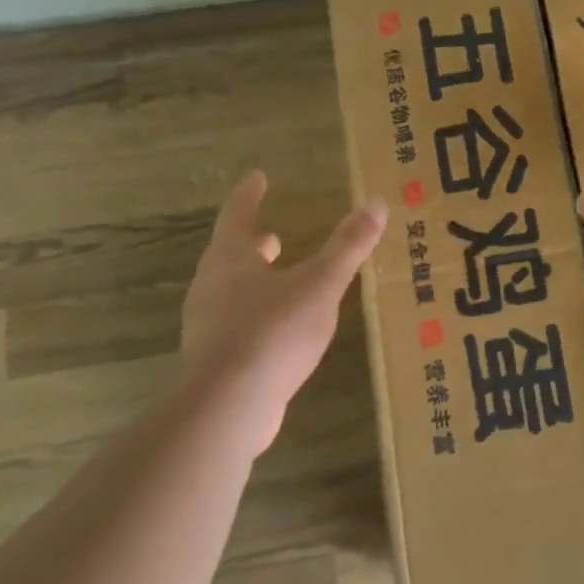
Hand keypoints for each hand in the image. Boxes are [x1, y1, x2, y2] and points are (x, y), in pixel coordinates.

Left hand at [181, 172, 387, 450]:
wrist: (227, 407)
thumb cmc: (273, 332)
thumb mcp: (320, 285)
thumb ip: (348, 246)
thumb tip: (376, 203)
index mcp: (231, 258)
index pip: (237, 214)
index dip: (249, 194)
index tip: (257, 177)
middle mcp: (211, 285)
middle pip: (229, 253)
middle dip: (252, 242)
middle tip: (271, 234)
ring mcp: (207, 324)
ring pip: (229, 289)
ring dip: (252, 278)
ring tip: (278, 278)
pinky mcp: (213, 359)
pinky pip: (233, 322)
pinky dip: (254, 312)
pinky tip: (276, 328)